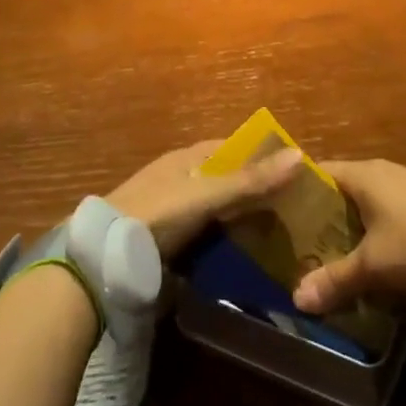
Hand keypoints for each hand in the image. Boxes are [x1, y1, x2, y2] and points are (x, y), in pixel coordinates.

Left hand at [108, 141, 304, 259]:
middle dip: (257, 191)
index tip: (295, 171)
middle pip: (226, 180)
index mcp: (187, 158)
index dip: (262, 155)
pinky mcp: (168, 241)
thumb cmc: (159, 213)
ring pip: (218, 210)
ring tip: (282, 237)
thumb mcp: (207, 194)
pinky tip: (248, 257)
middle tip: (297, 210)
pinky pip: (206, 236)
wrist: (107, 256)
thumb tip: (299, 154)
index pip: (232, 148)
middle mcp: (181, 178)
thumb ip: (250, 179)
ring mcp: (173, 211)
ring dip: (243, 219)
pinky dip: (226, 242)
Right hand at [293, 160, 405, 314]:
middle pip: (341, 191)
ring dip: (351, 229)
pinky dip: (375, 235)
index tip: (280, 215)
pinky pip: (387, 216)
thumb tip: (296, 298)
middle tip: (301, 246)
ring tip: (331, 258)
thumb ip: (335, 279)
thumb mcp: (373, 265)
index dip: (297, 192)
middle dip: (322, 218)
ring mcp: (405, 188)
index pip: (318, 173)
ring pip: (365, 206)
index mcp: (362, 174)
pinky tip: (371, 261)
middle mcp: (381, 174)